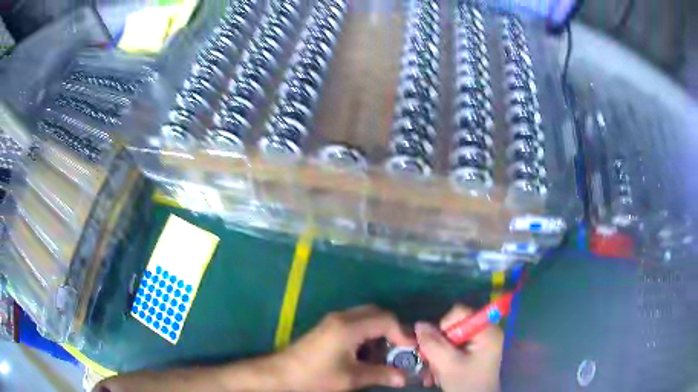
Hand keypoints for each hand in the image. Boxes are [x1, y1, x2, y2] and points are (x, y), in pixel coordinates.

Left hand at [273, 305, 415, 390]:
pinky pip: (355, 323)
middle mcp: (342, 317)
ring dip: (379, 331)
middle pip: (376, 313)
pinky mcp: (328, 328)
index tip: (411, 350)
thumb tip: (403, 378)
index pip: (385, 319)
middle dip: (392, 329)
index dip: (402, 333)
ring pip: (365, 317)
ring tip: (386, 353)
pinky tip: (367, 353)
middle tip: (400, 348)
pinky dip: (367, 334)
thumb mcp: (350, 378)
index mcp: (349, 327)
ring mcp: (333, 321)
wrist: (281, 375)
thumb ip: (380, 375)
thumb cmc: (315, 376)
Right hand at [416, 305, 503, 391]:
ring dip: (437, 355)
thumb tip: (419, 324)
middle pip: (453, 326)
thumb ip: (433, 344)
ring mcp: (479, 343)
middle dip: (438, 345)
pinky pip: (452, 348)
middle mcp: (484, 332)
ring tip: (434, 373)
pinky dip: (442, 359)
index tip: (438, 346)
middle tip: (431, 362)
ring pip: (449, 339)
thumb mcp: (448, 364)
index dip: (444, 325)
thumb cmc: (467, 383)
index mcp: (486, 330)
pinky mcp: (472, 352)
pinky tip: (438, 374)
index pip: (460, 313)